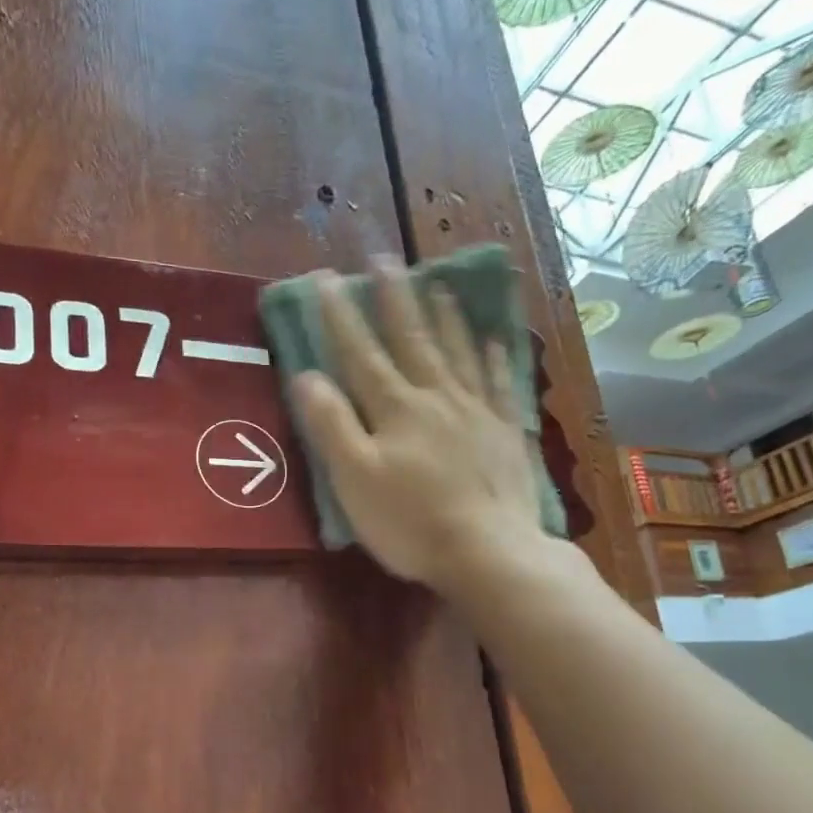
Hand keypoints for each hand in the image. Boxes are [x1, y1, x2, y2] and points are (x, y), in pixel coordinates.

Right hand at [289, 258, 545, 591]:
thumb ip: (331, 424)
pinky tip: (495, 340)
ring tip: (438, 283)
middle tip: (385, 260)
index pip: (361, 353)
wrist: (488, 552)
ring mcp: (477, 412)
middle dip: (394, 299)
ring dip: (445, 316)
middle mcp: (437, 398)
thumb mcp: (355, 478)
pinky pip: (501, 385)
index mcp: (395, 409)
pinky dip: (495, 359)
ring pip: (458, 353)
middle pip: (413, 340)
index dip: (341, 316)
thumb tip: (307, 375)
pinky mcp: (505, 434)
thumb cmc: (410, 521)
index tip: (326, 279)